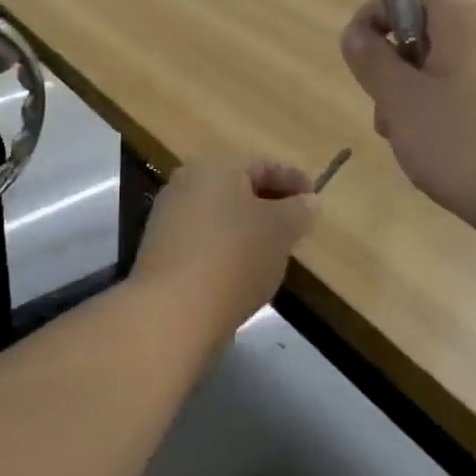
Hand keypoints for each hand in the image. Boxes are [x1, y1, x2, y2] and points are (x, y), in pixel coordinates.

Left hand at [131, 157, 318, 328]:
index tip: (315, 199)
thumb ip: (298, 211)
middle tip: (296, 223)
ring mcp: (168, 216)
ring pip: (219, 213)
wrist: (172, 310)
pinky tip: (241, 269)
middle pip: (237, 187)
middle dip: (269, 202)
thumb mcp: (280, 231)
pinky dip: (226, 246)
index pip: (262, 165)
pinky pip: (203, 238)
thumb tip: (307, 201)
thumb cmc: (234, 258)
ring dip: (247, 226)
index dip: (293, 179)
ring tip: (273, 249)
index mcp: (215, 168)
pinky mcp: (160, 249)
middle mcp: (186, 183)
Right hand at [340, 0, 475, 235]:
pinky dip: (443, 116)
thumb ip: (370, 59)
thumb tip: (355, 33)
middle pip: (423, 34)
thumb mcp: (399, 99)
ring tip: (410, 142)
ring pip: (441, 70)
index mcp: (463, 21)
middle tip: (386, 112)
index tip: (359, 61)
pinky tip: (441, 154)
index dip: (374, 19)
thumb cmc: (461, 142)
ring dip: (413, 98)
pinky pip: (466, 96)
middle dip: (393, 69)